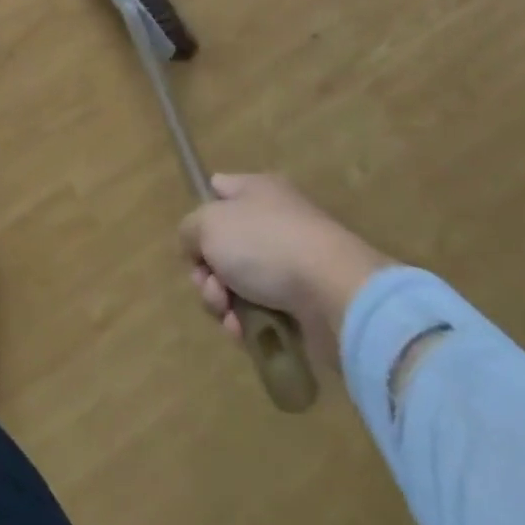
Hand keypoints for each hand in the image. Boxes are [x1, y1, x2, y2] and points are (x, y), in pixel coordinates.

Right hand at [178, 174, 393, 367]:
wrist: (335, 295)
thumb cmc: (265, 245)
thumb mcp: (208, 224)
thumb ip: (189, 231)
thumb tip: (197, 247)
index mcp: (257, 190)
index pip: (220, 189)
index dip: (201, 213)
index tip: (195, 241)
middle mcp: (276, 222)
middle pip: (225, 246)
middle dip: (207, 272)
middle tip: (211, 286)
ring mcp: (293, 264)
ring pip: (240, 284)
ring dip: (223, 303)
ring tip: (228, 315)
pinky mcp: (306, 306)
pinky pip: (264, 314)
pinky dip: (249, 325)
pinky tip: (244, 334)